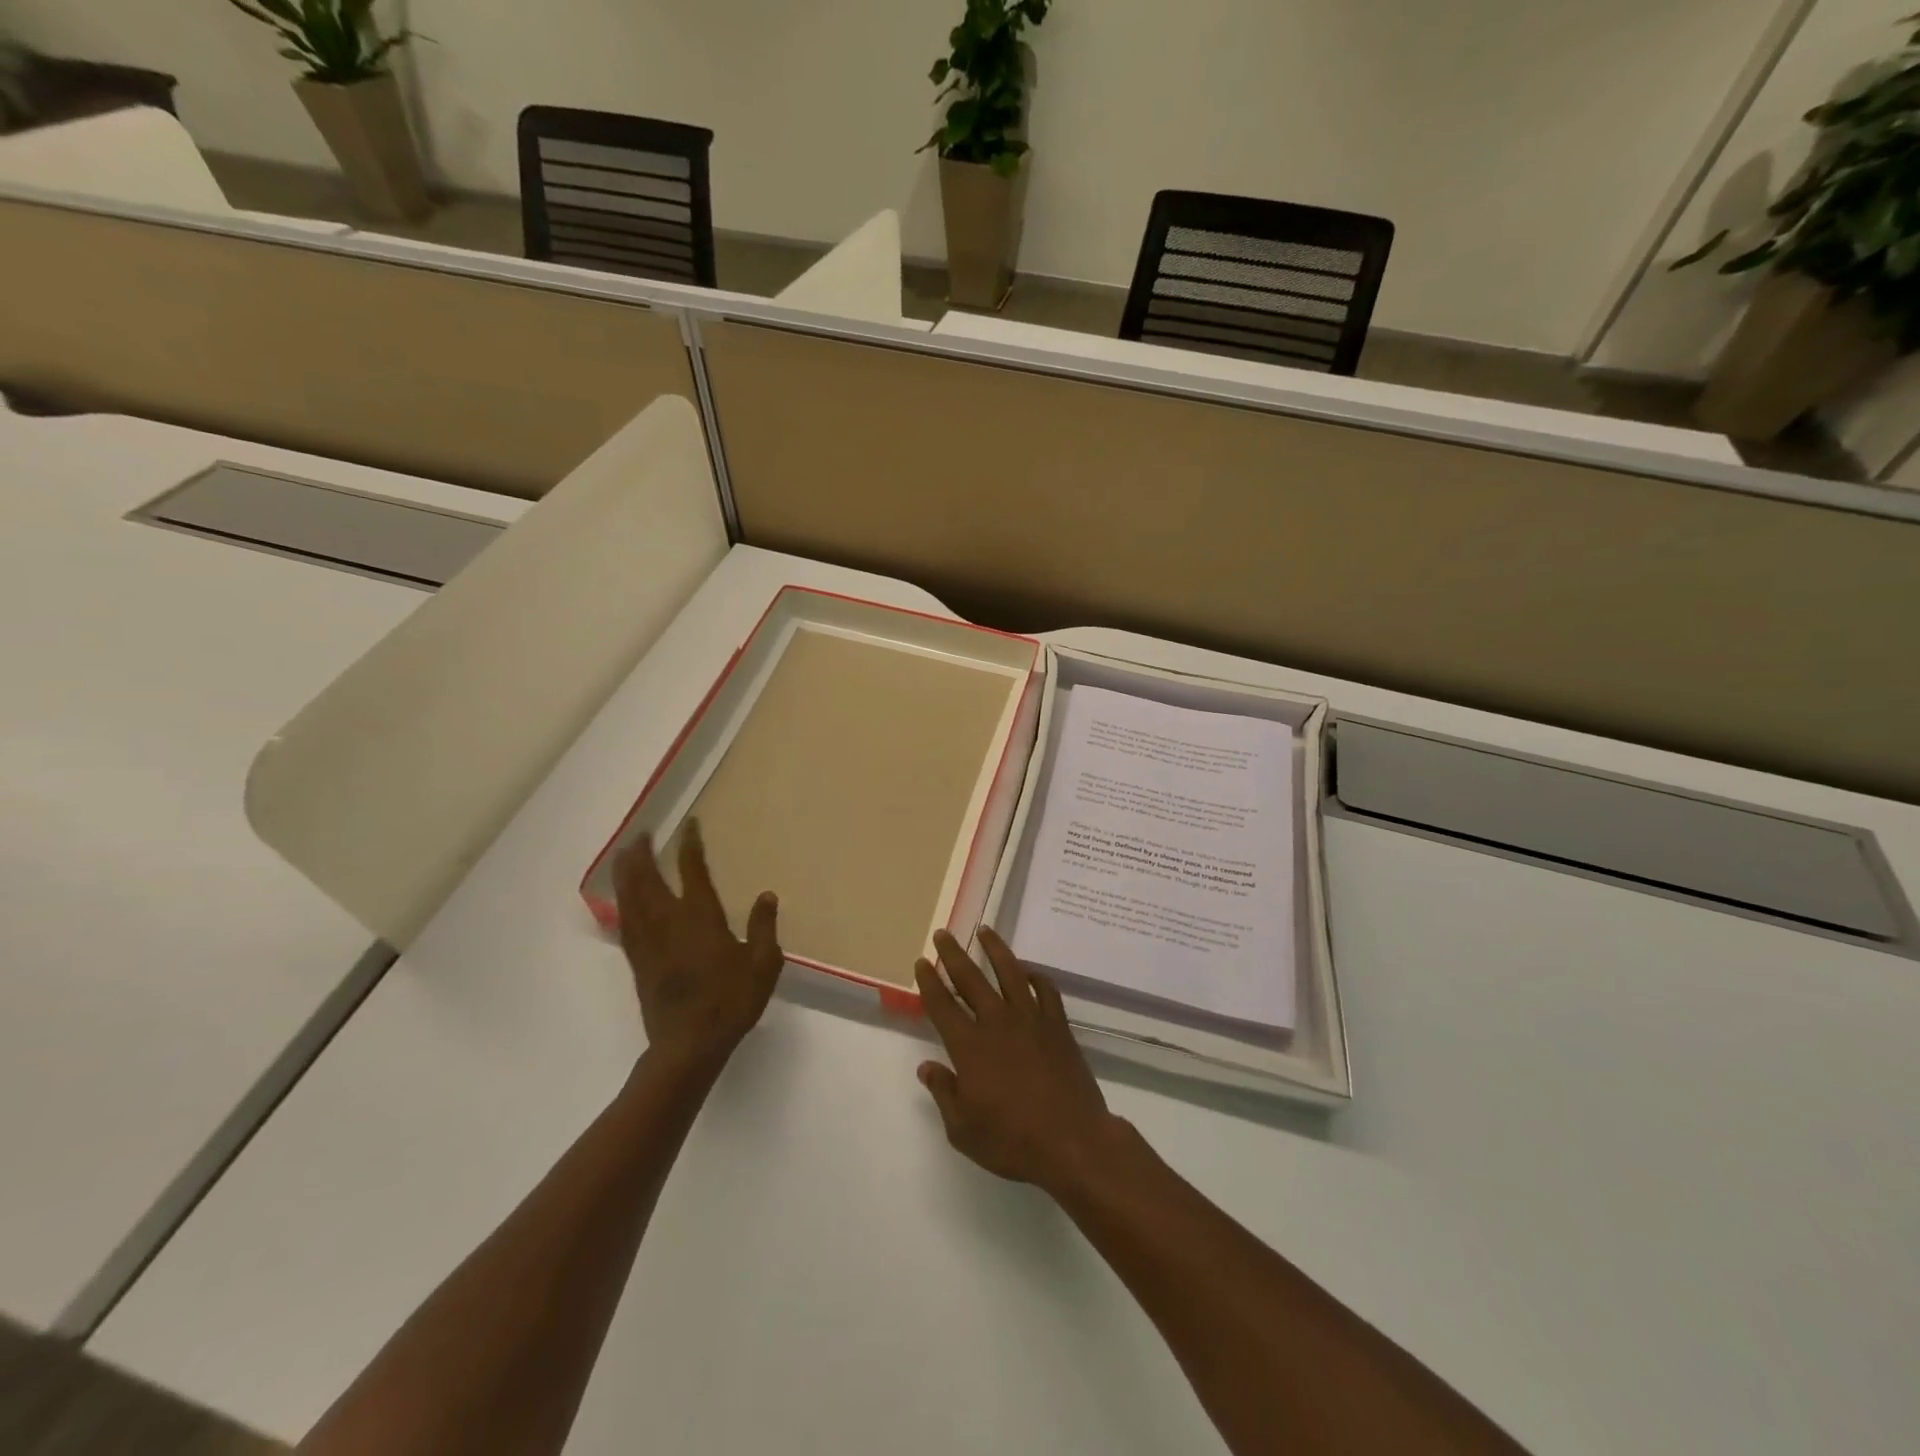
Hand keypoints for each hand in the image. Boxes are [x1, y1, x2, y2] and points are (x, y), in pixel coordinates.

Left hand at [615, 820, 783, 1072]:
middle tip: (641, 835)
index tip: (689, 826)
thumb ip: (764, 927)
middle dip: (643, 855)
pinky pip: (625, 924)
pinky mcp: (638, 962)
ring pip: (630, 899)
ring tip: (624, 855)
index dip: (690, 846)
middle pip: (648, 880)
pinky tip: (621, 900)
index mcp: (702, 918)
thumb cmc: (731, 1001)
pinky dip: (621, 904)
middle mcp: (669, 922)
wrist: (689, 1045)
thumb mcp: (763, 964)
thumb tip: (766, 895)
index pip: (693, 871)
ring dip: (626, 874)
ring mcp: (649, 942)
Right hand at [915, 927, 1129, 1192]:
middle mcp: (997, 1022)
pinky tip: (1028, 971)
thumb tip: (927, 1067)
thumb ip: (944, 1093)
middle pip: (970, 978)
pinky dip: (1035, 975)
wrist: (1073, 1141)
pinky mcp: (1057, 1025)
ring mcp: (1031, 1019)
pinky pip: (1045, 989)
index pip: (942, 1005)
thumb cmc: (1012, 1141)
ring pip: (1010, 971)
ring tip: (984, 930)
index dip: (929, 982)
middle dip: (953, 954)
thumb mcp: (964, 1130)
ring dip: (995, 948)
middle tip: (943, 933)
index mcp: (969, 1046)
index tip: (922, 962)